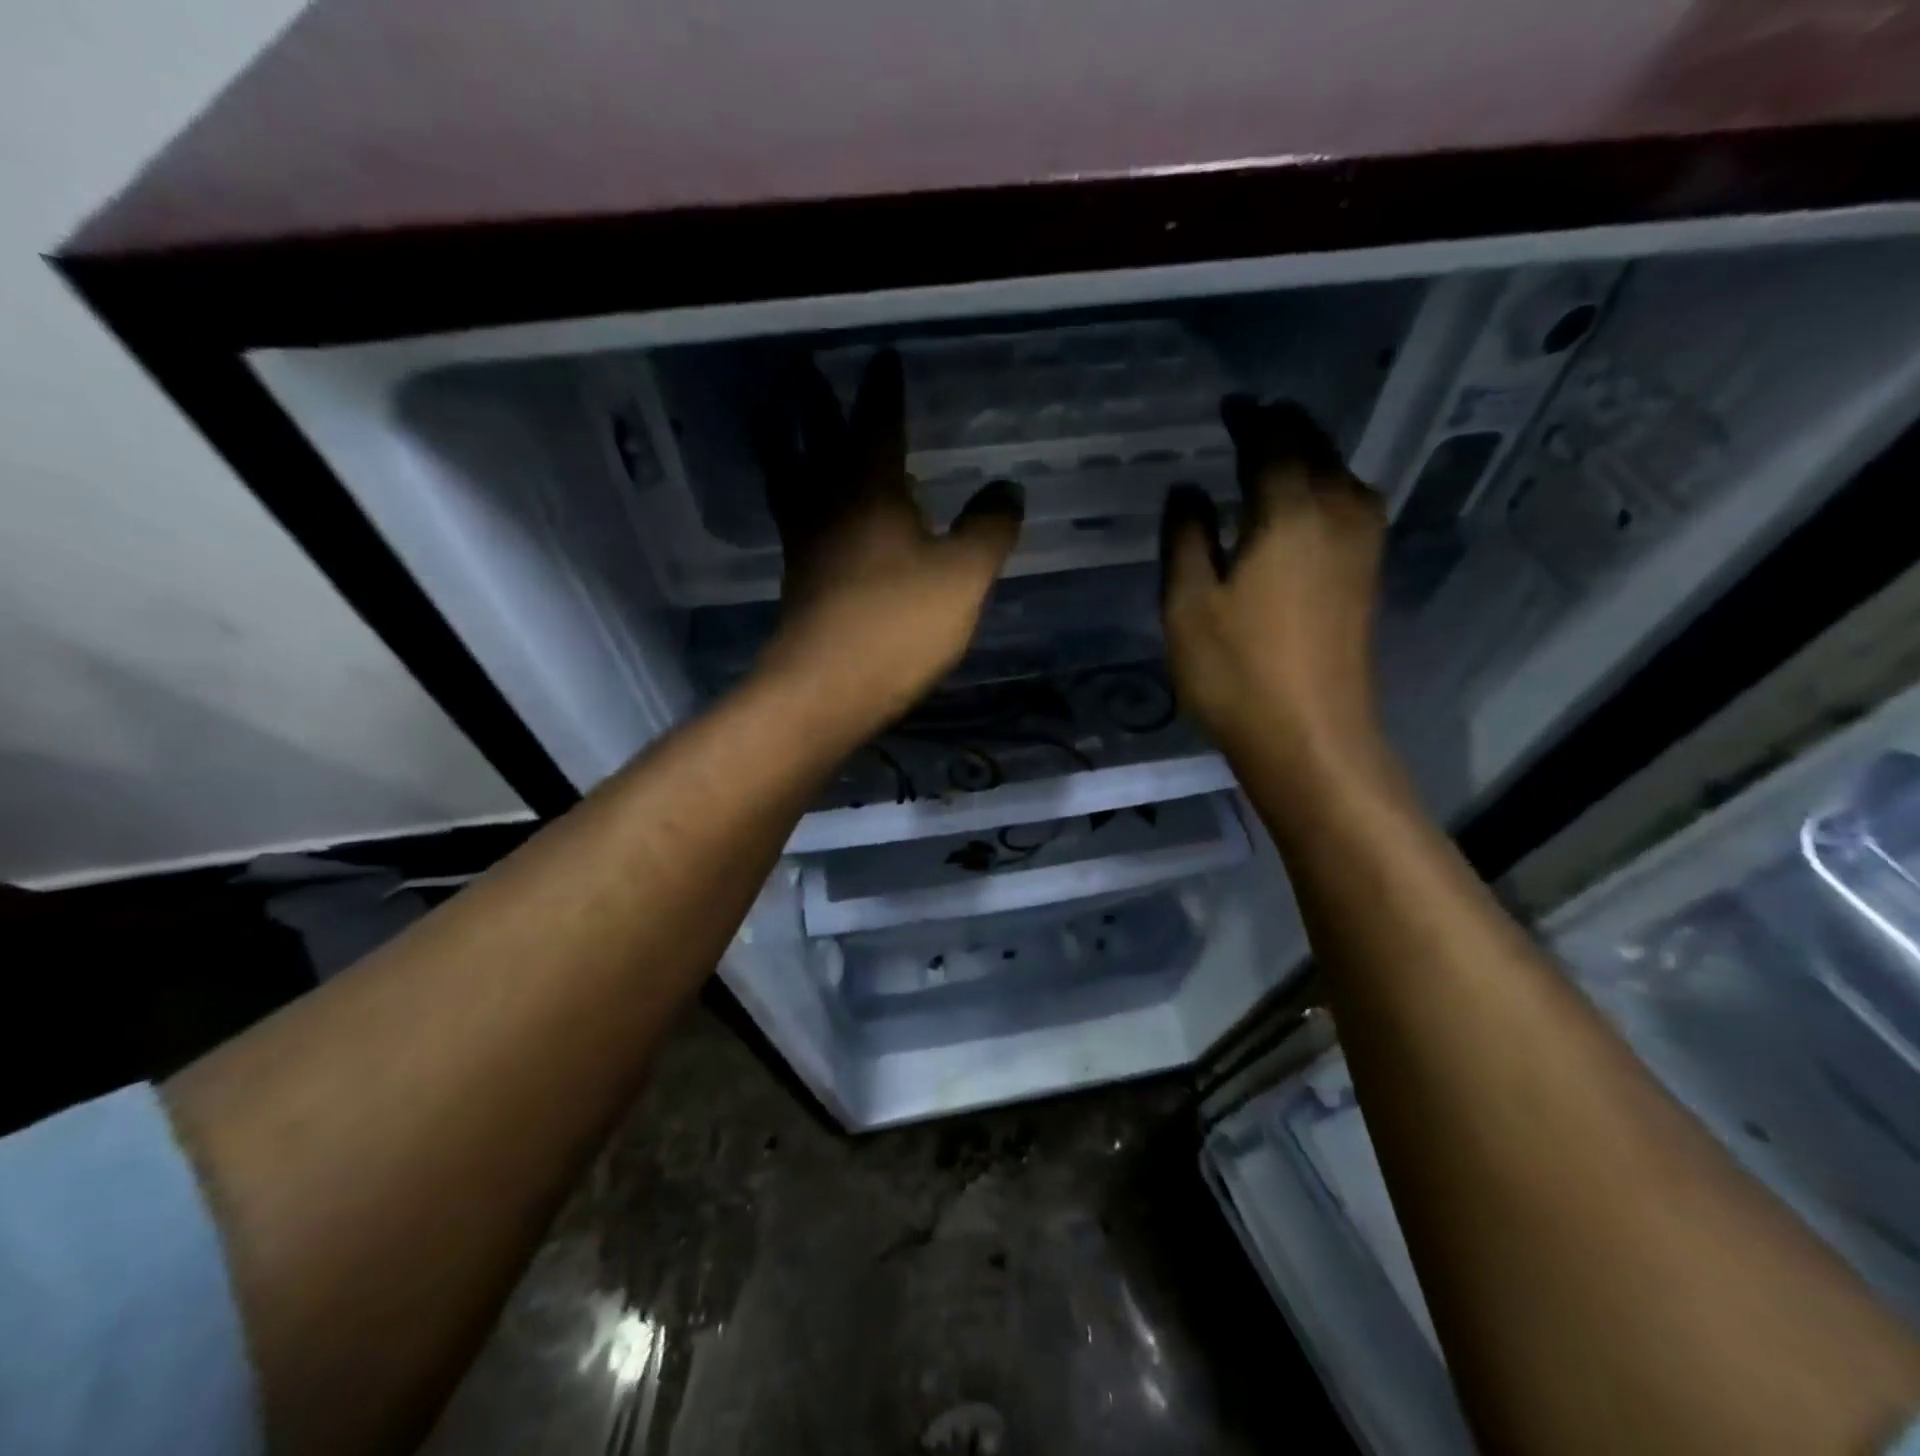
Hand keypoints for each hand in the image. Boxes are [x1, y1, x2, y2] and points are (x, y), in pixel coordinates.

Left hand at [755, 350, 1023, 723]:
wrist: (826, 690)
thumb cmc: (897, 625)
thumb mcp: (962, 577)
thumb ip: (988, 529)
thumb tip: (1007, 488)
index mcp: (870, 491)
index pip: (878, 425)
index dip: (884, 392)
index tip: (884, 358)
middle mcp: (829, 506)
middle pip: (817, 442)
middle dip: (817, 405)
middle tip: (806, 372)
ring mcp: (807, 546)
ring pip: (793, 481)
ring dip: (789, 448)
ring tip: (786, 429)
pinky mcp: (799, 582)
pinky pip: (796, 522)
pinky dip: (798, 500)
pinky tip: (808, 512)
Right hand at [1160, 396, 1386, 773]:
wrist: (1310, 736)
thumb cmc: (1237, 671)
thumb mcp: (1187, 603)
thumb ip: (1185, 537)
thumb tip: (1187, 489)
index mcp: (1290, 509)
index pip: (1271, 441)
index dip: (1249, 419)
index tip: (1229, 407)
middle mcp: (1338, 511)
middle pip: (1315, 447)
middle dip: (1283, 427)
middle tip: (1250, 420)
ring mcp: (1363, 543)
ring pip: (1339, 473)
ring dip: (1307, 454)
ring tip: (1273, 453)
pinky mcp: (1368, 574)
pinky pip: (1348, 503)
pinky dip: (1323, 485)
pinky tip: (1302, 502)